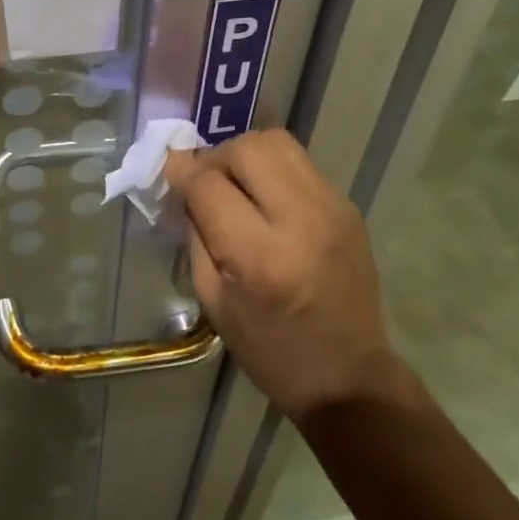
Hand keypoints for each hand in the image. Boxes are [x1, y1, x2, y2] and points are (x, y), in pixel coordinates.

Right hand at [166, 131, 396, 421]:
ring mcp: (332, 208)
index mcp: (259, 256)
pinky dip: (273, 169)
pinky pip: (300, 164)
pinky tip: (266, 198)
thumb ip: (196, 233)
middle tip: (206, 181)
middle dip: (216, 156)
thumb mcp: (213, 300)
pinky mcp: (348, 207)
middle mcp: (301, 221)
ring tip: (236, 183)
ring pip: (278, 143)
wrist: (348, 376)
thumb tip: (184, 182)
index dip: (182, 172)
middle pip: (248, 148)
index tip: (170, 173)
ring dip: (246, 154)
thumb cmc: (269, 349)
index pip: (209, 185)